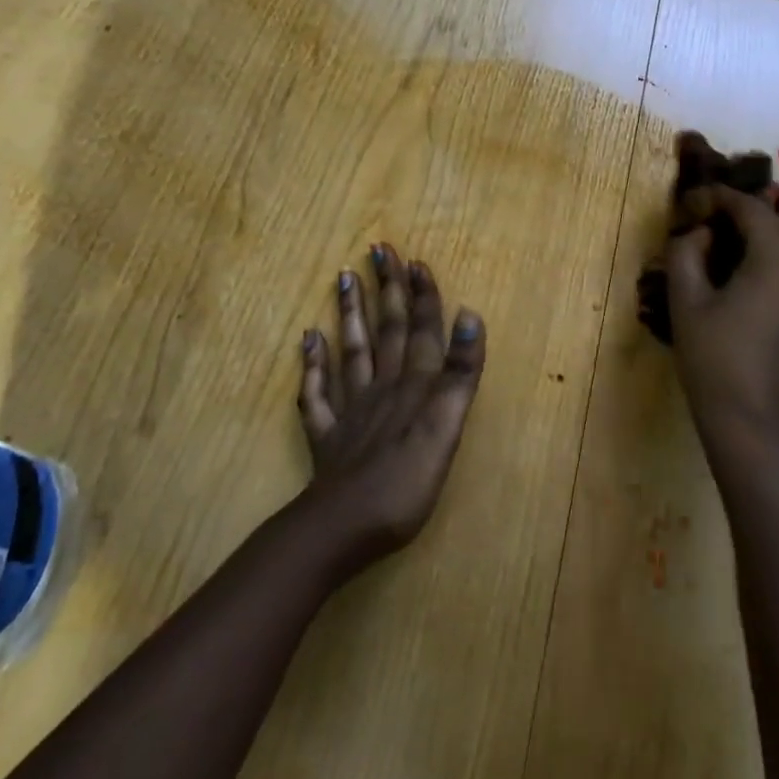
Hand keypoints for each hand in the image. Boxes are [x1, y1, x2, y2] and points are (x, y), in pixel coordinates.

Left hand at [296, 245, 485, 567]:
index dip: (422, 295)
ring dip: (351, 311)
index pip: (422, 329)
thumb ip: (459, 373)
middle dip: (387, 288)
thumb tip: (470, 315)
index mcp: (414, 385)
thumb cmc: (404, 483)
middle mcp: (383, 387)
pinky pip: (317, 392)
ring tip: (345, 275)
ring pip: (352, 350)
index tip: (415, 259)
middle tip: (379, 249)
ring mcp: (351, 410)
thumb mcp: (446, 427)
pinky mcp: (328, 436)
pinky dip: (312, 363)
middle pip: (387, 330)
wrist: (341, 529)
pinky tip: (308, 338)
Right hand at [666, 187, 778, 446]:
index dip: (724, 198)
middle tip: (743, 235)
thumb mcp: (686, 301)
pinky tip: (769, 300)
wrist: (756, 425)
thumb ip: (687, 253)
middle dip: (778, 219)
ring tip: (754, 267)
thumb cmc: (714, 359)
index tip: (702, 201)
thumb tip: (701, 232)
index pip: (753, 209)